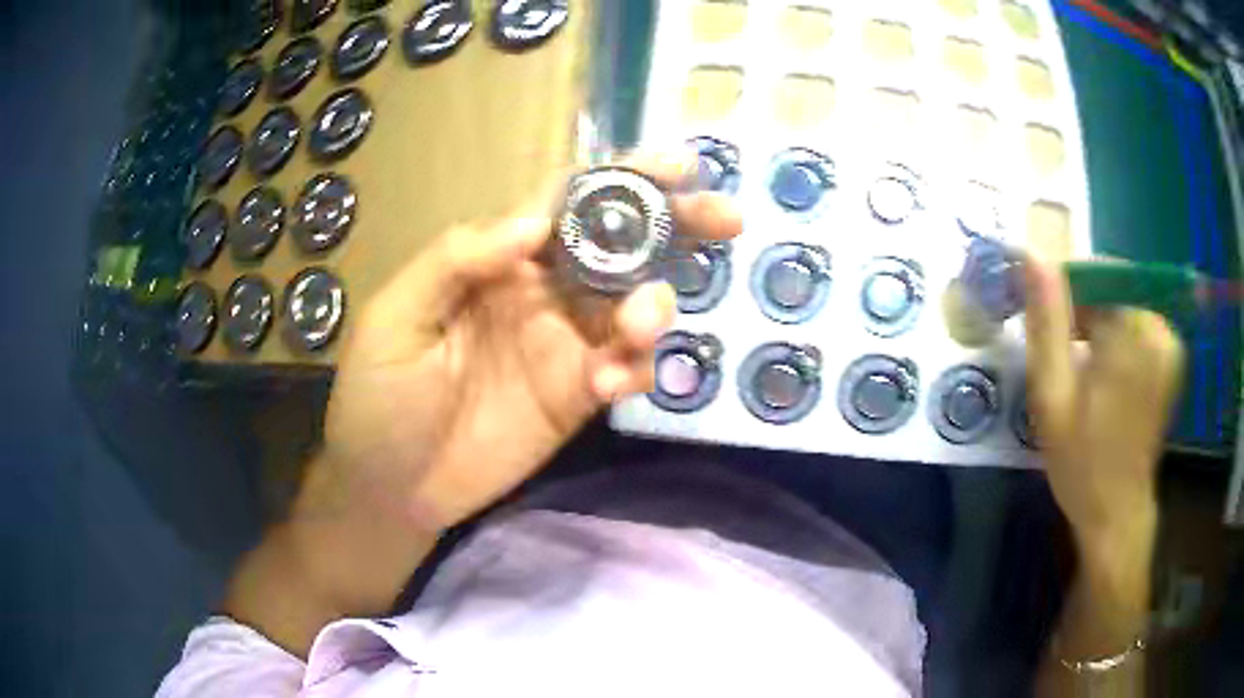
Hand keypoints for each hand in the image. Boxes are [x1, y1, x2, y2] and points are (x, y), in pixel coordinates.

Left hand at [316, 155, 741, 532]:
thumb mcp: (395, 319)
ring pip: (632, 307)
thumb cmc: (378, 398)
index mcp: (497, 261)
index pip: (567, 204)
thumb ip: (455, 261)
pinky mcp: (577, 397)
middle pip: (619, 246)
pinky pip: (625, 370)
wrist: (390, 488)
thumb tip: (534, 222)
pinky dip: (635, 368)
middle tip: (727, 218)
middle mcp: (541, 292)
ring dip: (654, 306)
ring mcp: (564, 346)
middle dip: (676, 225)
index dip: (621, 179)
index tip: (678, 165)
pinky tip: (614, 383)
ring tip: (641, 324)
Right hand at [1023, 257, 1183, 548]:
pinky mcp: (1170, 353)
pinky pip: (1136, 320)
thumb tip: (1031, 254)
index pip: (1093, 270)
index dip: (1062, 287)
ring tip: (1075, 363)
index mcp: (1134, 331)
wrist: (1116, 513)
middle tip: (1056, 349)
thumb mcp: (1051, 395)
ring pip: (1121, 302)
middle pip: (1109, 285)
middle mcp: (1159, 325)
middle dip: (1079, 306)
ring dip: (1095, 321)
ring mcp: (1169, 339)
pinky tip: (1099, 369)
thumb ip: (1045, 321)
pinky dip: (1114, 334)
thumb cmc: (1081, 462)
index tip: (1039, 315)